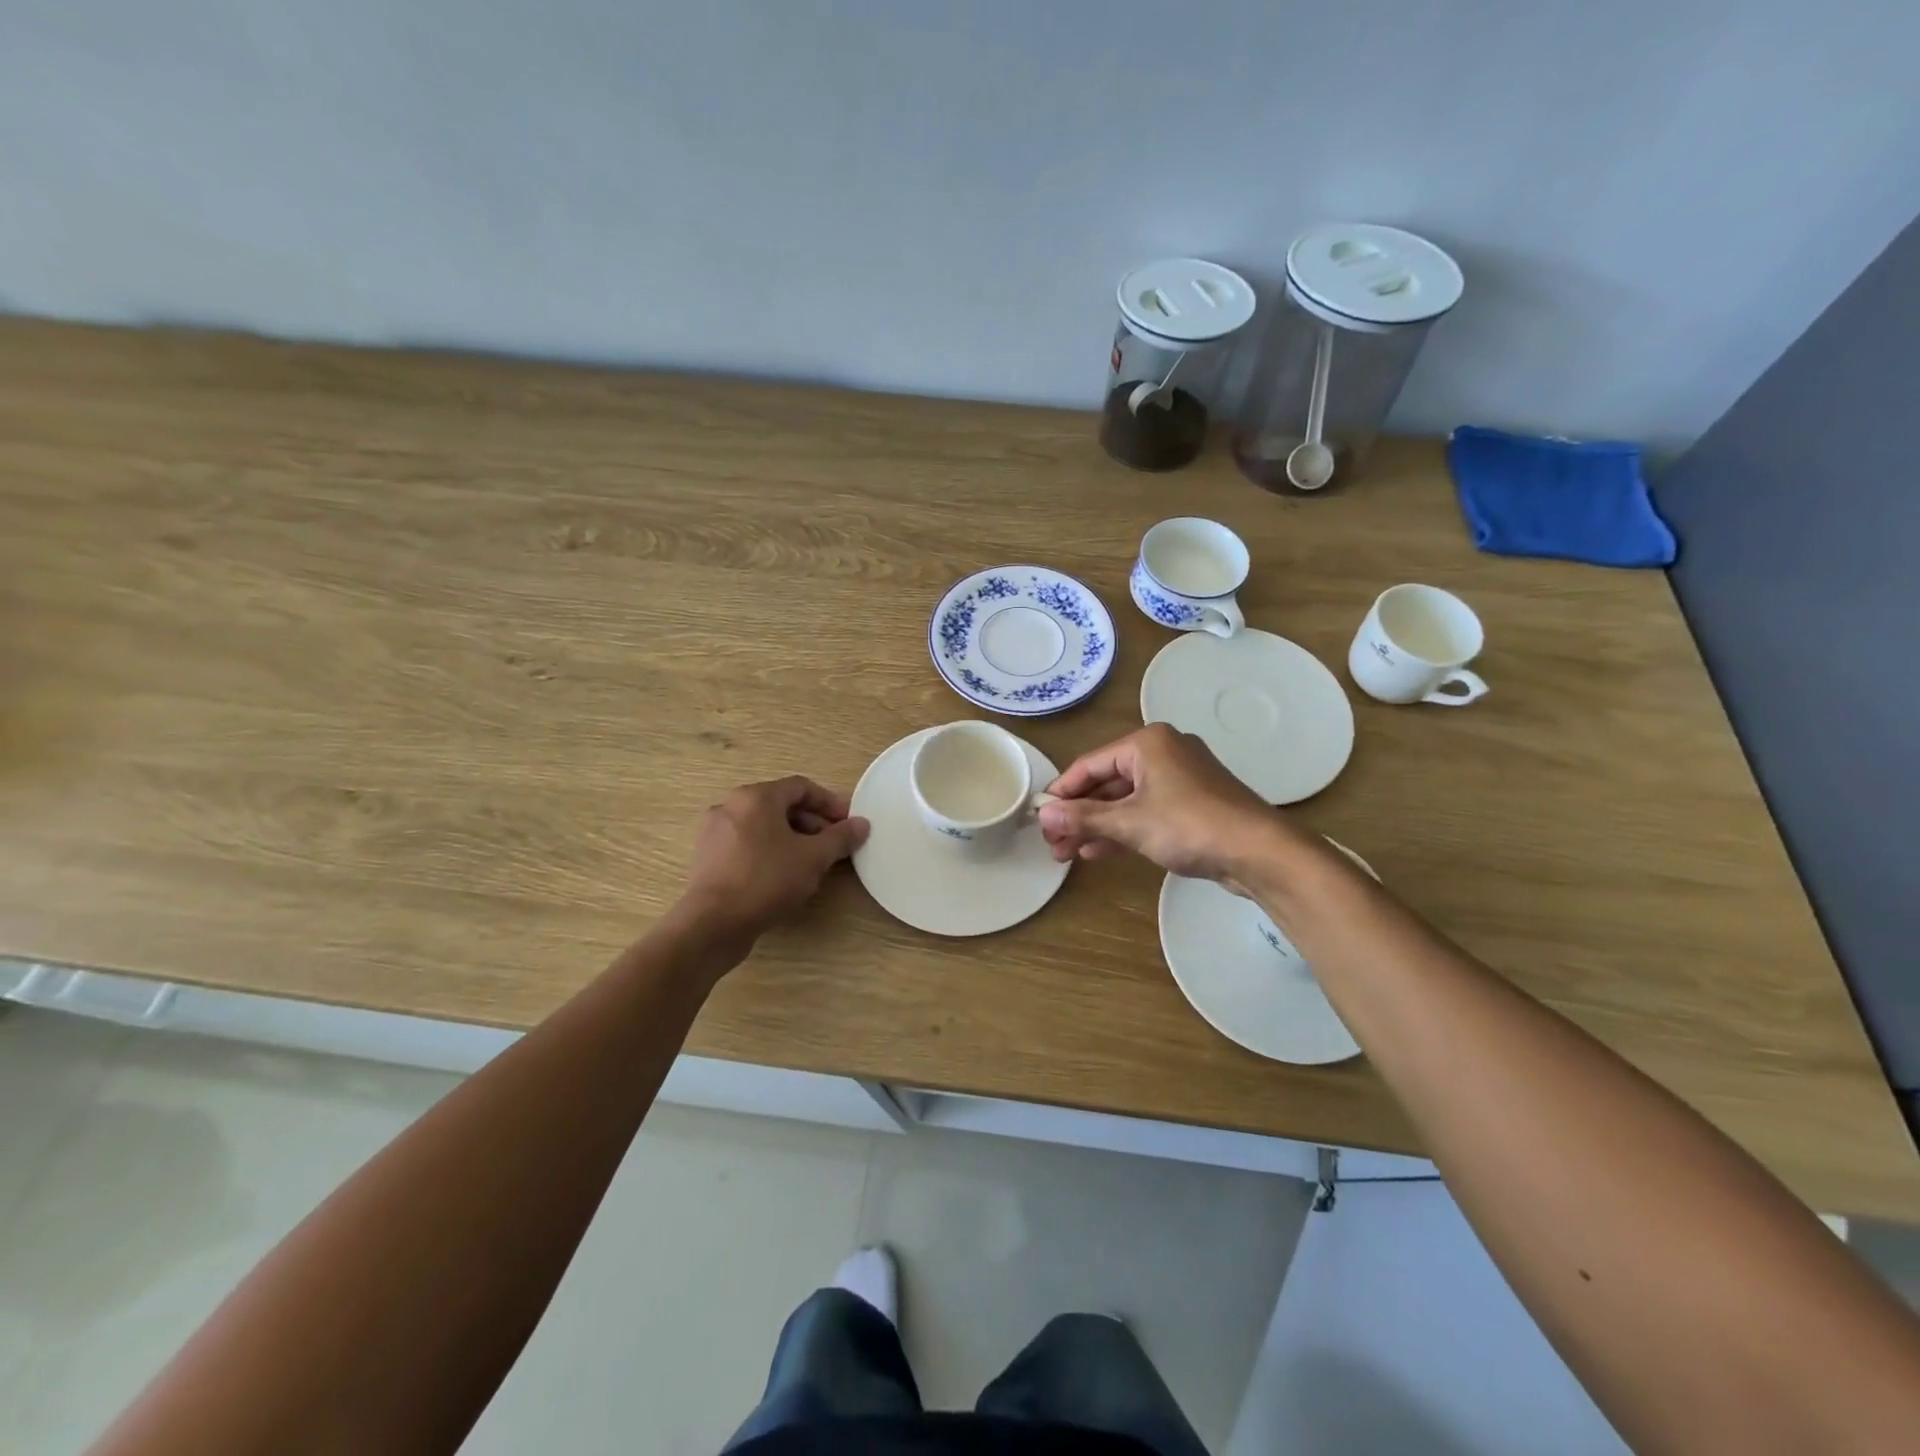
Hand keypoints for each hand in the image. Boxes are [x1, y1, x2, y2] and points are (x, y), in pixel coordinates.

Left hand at [681, 777, 869, 940]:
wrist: (712, 924)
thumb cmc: (766, 880)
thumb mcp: (813, 858)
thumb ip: (840, 837)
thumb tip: (862, 824)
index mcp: (756, 797)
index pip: (801, 787)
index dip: (830, 802)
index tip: (848, 822)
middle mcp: (731, 806)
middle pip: (780, 805)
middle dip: (812, 822)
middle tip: (833, 844)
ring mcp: (715, 832)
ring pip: (763, 825)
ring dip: (792, 837)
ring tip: (811, 861)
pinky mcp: (708, 857)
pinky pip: (746, 843)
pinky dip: (769, 850)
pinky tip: (783, 874)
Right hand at [1038, 724, 1281, 887]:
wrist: (1259, 852)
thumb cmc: (1189, 826)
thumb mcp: (1129, 822)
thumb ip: (1083, 817)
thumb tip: (1044, 817)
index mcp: (1147, 743)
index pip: (1089, 765)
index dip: (1061, 793)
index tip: (1039, 818)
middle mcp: (1162, 752)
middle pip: (1106, 782)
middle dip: (1078, 814)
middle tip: (1051, 843)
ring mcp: (1179, 778)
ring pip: (1125, 800)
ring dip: (1096, 826)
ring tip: (1066, 853)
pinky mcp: (1191, 803)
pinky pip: (1145, 811)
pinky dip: (1121, 829)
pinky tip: (1096, 851)